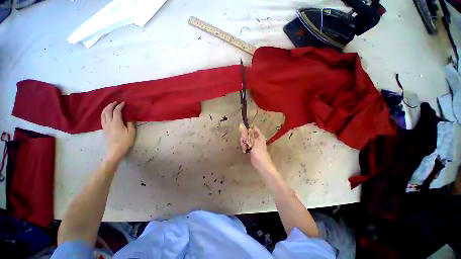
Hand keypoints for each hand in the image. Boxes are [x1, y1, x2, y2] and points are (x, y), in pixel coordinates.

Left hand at [101, 102, 135, 161]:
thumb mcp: (131, 132)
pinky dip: (104, 114)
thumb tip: (129, 119)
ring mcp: (105, 126)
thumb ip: (131, 124)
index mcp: (116, 123)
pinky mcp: (104, 129)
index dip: (120, 106)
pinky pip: (102, 118)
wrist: (115, 150)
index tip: (123, 103)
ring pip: (103, 114)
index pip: (117, 111)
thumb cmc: (125, 141)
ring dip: (106, 108)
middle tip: (115, 102)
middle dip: (111, 105)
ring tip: (110, 106)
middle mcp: (109, 123)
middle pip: (107, 111)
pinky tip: (106, 114)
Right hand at [239, 124, 274, 172]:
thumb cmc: (259, 153)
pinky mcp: (250, 148)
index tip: (242, 132)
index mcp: (259, 135)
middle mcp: (256, 138)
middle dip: (244, 138)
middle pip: (247, 133)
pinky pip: (245, 144)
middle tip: (244, 142)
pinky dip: (244, 147)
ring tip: (245, 148)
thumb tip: (240, 125)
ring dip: (243, 143)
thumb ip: (246, 134)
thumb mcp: (252, 142)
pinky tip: (245, 151)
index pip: (252, 128)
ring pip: (245, 139)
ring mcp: (253, 143)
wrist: (261, 165)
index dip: (246, 128)